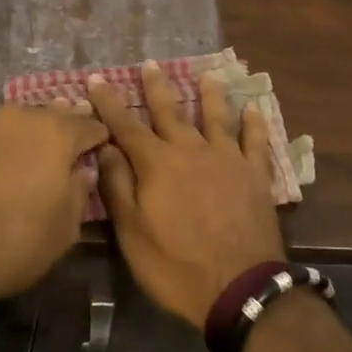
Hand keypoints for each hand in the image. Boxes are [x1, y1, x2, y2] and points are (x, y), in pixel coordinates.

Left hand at [0, 101, 109, 298]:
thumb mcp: (65, 228)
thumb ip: (80, 192)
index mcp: (59, 133)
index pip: (90, 125)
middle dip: (69, 122)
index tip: (105, 144)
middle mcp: (27, 117)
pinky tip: (12, 154)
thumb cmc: (18, 239)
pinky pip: (0, 132)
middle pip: (56, 113)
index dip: (100, 135)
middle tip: (77, 134)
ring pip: (25, 118)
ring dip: (37, 128)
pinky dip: (11, 139)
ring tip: (43, 142)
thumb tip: (84, 170)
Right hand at [89, 61, 285, 328]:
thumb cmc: (176, 266)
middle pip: (170, 111)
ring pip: (216, 117)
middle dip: (157, 87)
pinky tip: (254, 109)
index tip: (96, 79)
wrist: (239, 287)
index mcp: (157, 163)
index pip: (126, 126)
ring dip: (210, 95)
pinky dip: (255, 124)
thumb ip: (118, 185)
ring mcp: (226, 159)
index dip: (109, 102)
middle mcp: (191, 150)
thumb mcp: (132, 233)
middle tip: (150, 64)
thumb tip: (106, 147)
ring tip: (207, 76)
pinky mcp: (254, 174)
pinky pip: (255, 142)